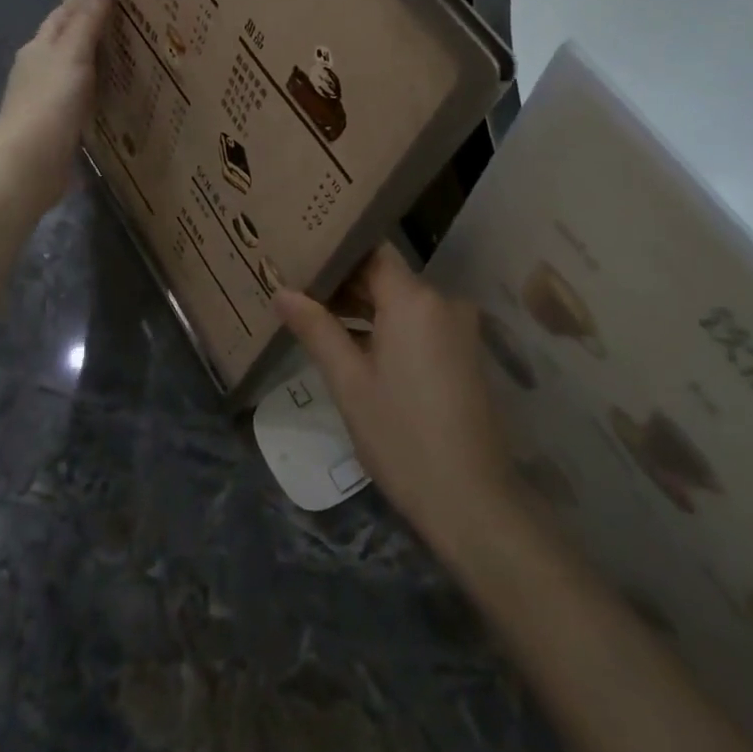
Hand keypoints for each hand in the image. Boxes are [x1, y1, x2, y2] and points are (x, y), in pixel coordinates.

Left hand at [0, 0, 112, 211]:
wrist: (30, 161)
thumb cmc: (50, 101)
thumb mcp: (72, 53)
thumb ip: (88, 21)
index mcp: (39, 47)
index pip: (62, 15)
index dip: (83, 1)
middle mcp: (39, 70)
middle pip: (66, 42)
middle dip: (91, 30)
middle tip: (129, 24)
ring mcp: (46, 99)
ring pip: (74, 71)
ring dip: (95, 62)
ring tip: (128, 57)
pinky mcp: (57, 126)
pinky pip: (80, 100)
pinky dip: (96, 91)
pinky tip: (113, 96)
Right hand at [274, 245, 522, 566]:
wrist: (470, 499)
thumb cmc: (400, 437)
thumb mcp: (349, 382)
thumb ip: (316, 329)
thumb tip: (282, 291)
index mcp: (415, 299)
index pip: (372, 252)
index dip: (336, 251)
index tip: (300, 256)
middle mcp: (443, 302)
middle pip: (387, 276)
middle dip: (344, 283)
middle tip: (297, 288)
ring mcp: (458, 328)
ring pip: (402, 302)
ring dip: (364, 307)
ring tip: (316, 316)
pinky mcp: (463, 354)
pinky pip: (419, 324)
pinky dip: (388, 328)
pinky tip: (354, 345)